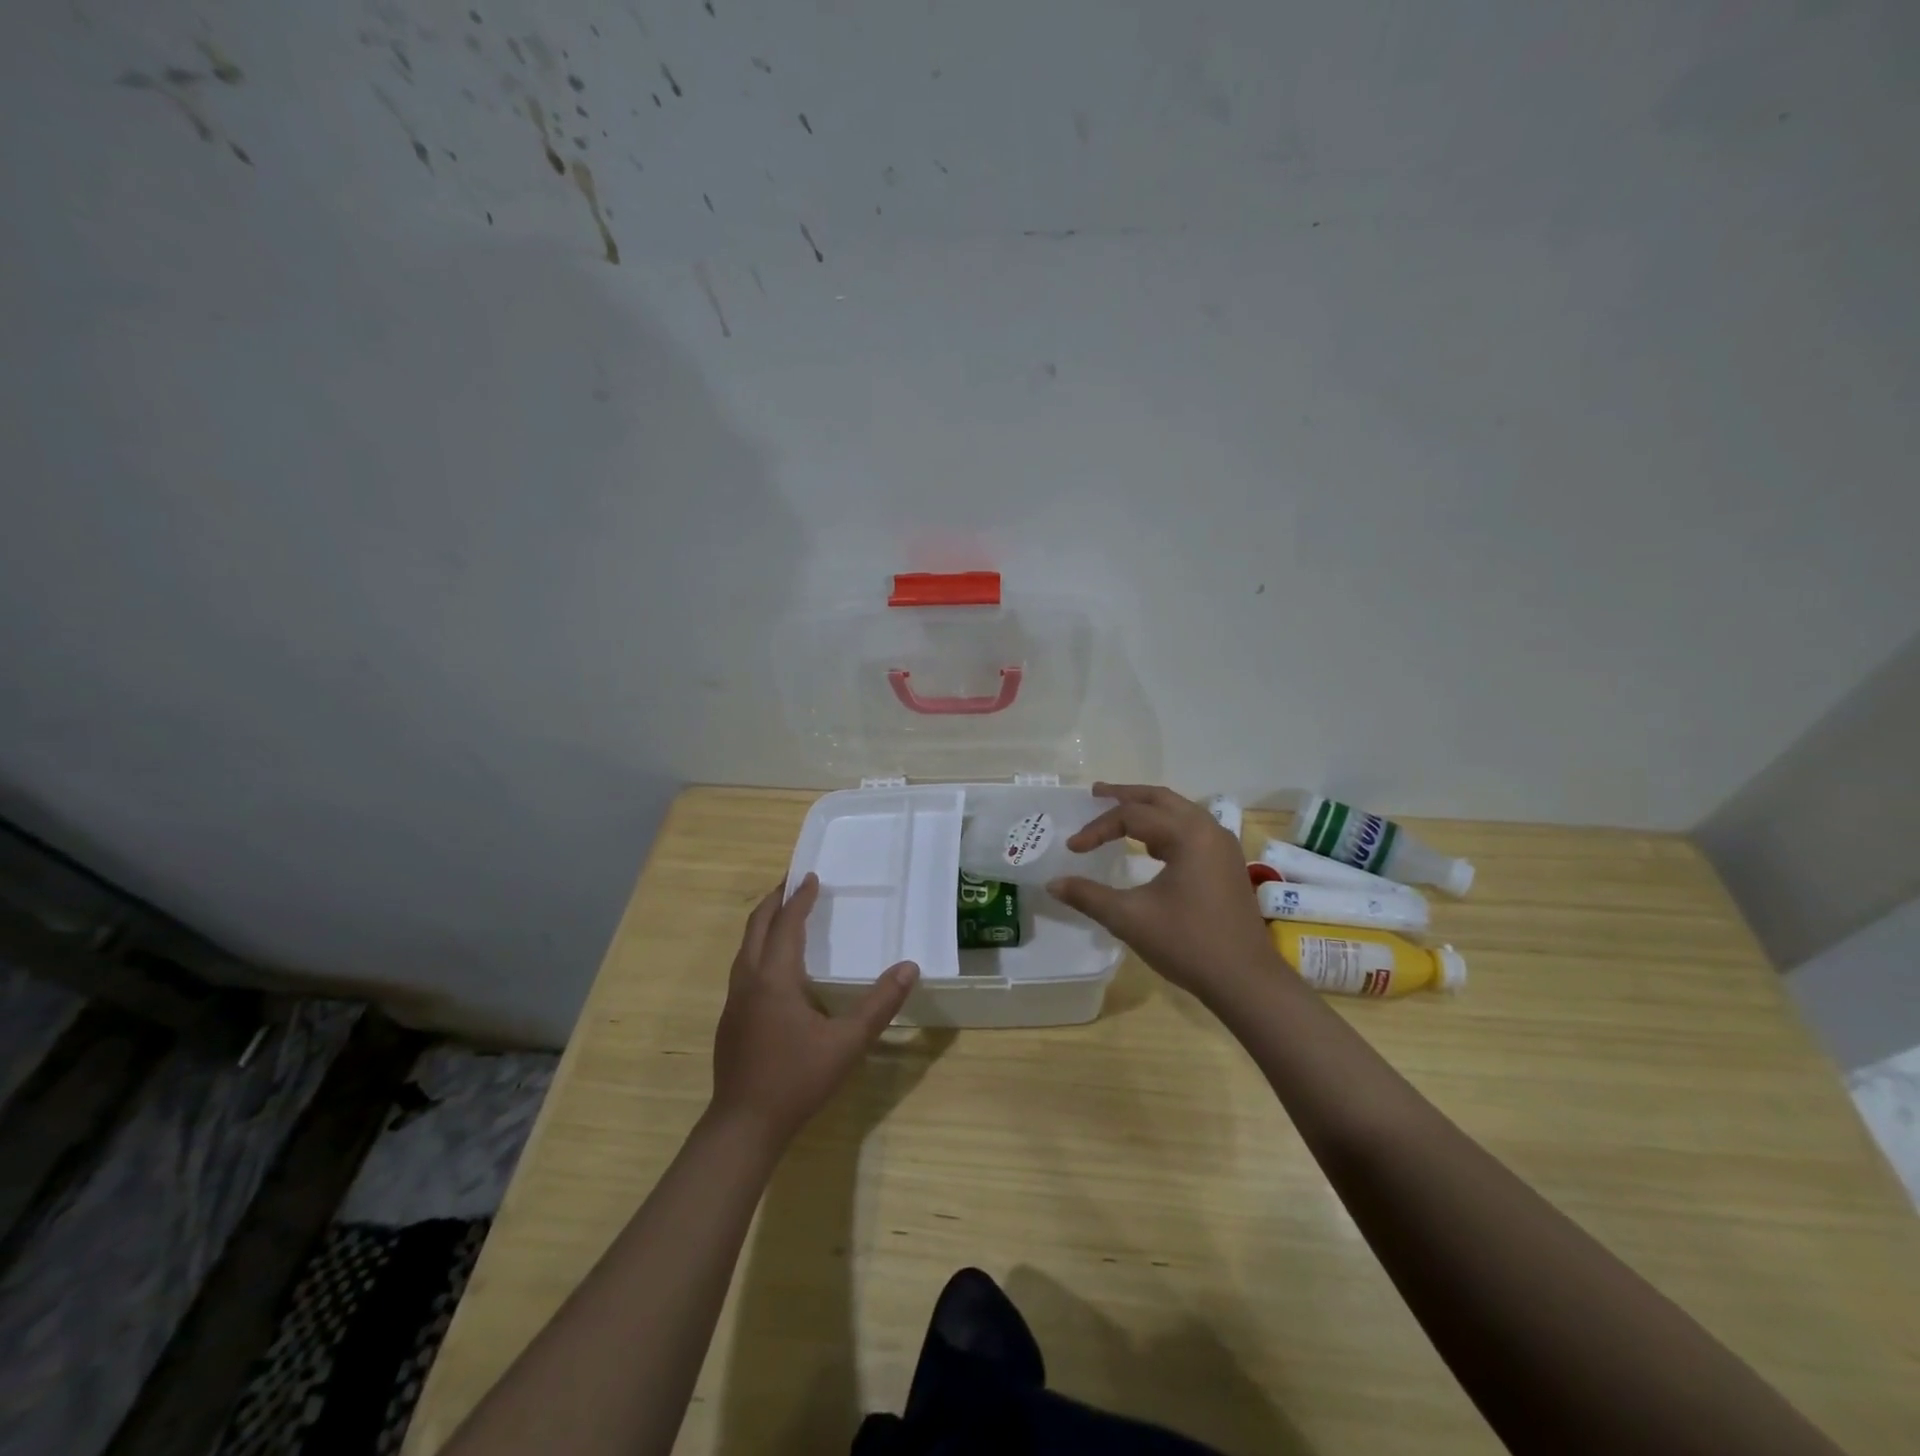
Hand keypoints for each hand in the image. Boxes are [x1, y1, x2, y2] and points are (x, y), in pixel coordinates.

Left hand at [710, 873, 919, 1146]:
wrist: (743, 1125)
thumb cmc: (797, 1079)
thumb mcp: (848, 1043)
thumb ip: (880, 1004)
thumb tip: (909, 967)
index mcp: (775, 978)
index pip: (787, 924)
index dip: (800, 899)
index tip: (811, 876)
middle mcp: (749, 980)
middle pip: (757, 927)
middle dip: (774, 900)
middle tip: (792, 882)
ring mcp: (734, 1000)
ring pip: (745, 947)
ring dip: (763, 923)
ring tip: (783, 914)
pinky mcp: (730, 1019)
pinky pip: (743, 967)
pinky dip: (758, 948)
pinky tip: (773, 965)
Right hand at [1047, 783, 1278, 1002]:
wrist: (1246, 981)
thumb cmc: (1187, 943)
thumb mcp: (1130, 918)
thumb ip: (1088, 896)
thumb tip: (1053, 883)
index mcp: (1187, 834)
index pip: (1132, 816)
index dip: (1098, 828)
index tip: (1073, 849)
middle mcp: (1208, 829)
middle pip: (1160, 799)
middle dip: (1126, 796)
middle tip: (1095, 793)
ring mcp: (1222, 846)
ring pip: (1179, 811)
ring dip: (1147, 808)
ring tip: (1119, 811)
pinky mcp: (1226, 864)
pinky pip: (1191, 829)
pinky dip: (1165, 826)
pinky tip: (1150, 845)